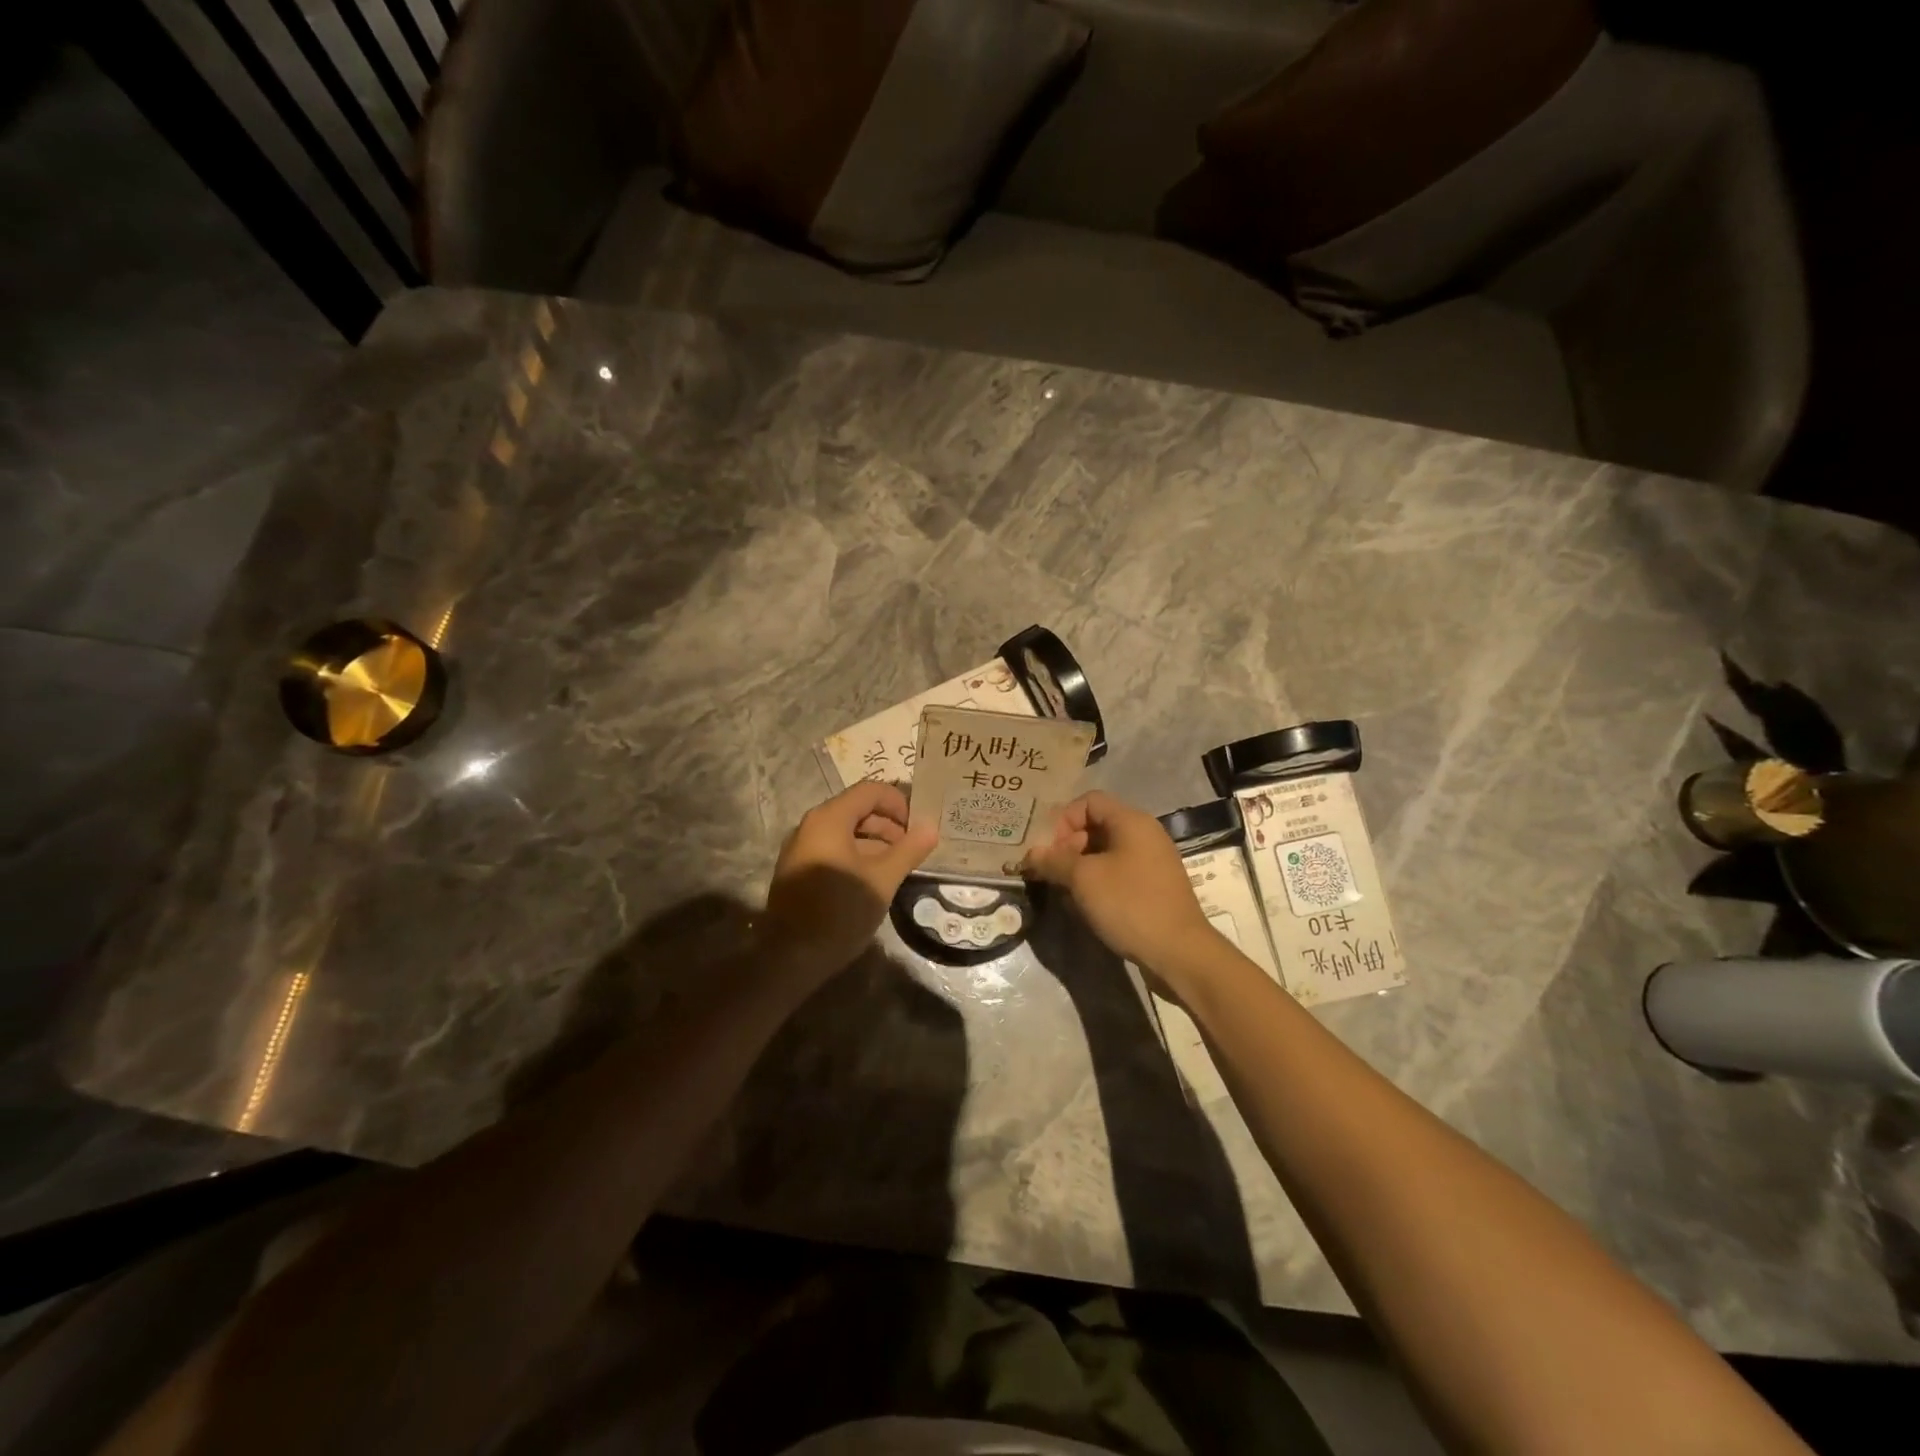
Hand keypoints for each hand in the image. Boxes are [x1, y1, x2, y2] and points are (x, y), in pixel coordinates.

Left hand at [760, 782, 937, 983]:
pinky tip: (873, 881)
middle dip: (888, 825)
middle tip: (912, 849)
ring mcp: (801, 848)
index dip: (899, 803)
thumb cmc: (841, 910)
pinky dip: (856, 856)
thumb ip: (909, 850)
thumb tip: (931, 828)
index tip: (918, 827)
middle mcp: (811, 825)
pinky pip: (833, 849)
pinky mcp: (798, 870)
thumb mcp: (883, 879)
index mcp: (829, 819)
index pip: (870, 791)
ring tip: (897, 867)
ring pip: (845, 832)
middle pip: (857, 809)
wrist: (791, 956)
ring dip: (875, 843)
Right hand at [1022, 791, 1219, 972]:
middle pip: (1096, 825)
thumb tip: (1031, 854)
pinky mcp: (1154, 887)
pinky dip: (1098, 882)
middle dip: (1068, 846)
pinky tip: (1085, 906)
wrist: (1179, 952)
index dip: (1063, 820)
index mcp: (1131, 821)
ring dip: (1079, 868)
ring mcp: (1152, 862)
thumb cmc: (1129, 904)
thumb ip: (1054, 860)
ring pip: (1105, 852)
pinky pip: (1118, 873)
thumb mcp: (1083, 879)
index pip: (1089, 801)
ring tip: (1064, 891)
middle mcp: (1145, 834)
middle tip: (1052, 873)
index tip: (1050, 851)